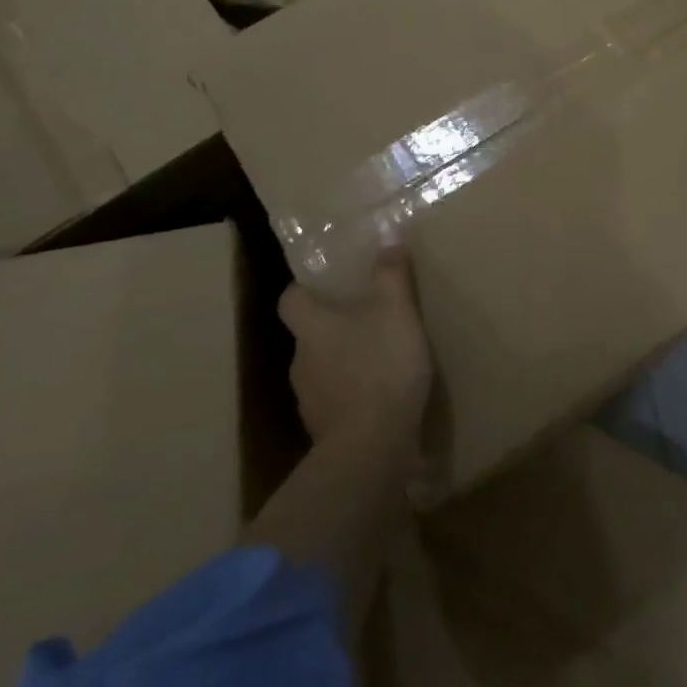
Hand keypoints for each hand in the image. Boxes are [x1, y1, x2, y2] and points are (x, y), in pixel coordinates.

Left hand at [279, 249, 433, 452]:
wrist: (371, 446)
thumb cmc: (379, 365)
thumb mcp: (396, 310)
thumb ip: (391, 275)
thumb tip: (387, 240)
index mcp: (311, 327)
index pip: (290, 301)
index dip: (304, 291)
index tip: (325, 287)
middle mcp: (300, 361)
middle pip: (308, 336)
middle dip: (333, 328)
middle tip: (367, 319)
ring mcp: (309, 401)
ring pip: (322, 371)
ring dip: (344, 364)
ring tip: (379, 361)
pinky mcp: (324, 432)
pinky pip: (336, 404)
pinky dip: (353, 398)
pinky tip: (380, 399)